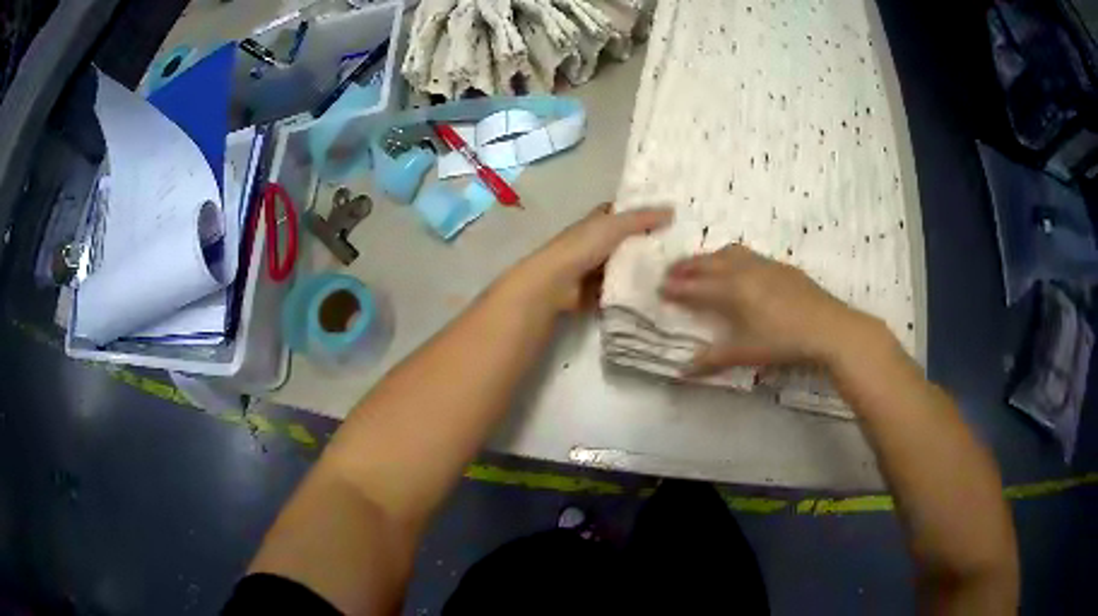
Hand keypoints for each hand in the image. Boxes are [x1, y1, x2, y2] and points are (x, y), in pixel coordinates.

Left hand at [505, 204, 673, 312]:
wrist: (557, 282)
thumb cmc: (583, 246)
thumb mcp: (615, 226)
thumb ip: (642, 219)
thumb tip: (672, 210)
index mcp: (599, 221)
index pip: (624, 211)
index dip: (644, 211)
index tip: (671, 216)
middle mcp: (599, 241)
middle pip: (630, 239)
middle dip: (651, 242)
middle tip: (684, 247)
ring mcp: (600, 266)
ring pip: (629, 263)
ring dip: (647, 266)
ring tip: (680, 270)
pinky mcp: (601, 288)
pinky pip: (625, 285)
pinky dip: (638, 287)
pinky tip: (662, 289)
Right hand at [660, 244, 879, 371]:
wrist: (828, 327)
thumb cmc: (783, 342)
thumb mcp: (746, 353)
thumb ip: (713, 360)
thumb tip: (683, 372)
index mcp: (732, 290)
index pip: (695, 286)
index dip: (676, 288)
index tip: (659, 289)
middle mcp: (744, 269)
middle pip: (708, 262)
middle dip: (686, 266)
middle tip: (671, 273)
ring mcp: (765, 264)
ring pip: (729, 252)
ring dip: (710, 257)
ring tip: (701, 266)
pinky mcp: (782, 266)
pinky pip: (749, 255)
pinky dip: (733, 258)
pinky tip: (740, 270)